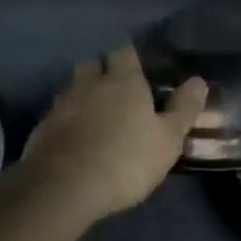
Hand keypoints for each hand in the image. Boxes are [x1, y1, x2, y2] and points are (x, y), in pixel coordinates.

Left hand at [22, 45, 207, 222]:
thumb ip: (184, 108)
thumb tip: (199, 81)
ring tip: (96, 115)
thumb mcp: (168, 139)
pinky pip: (57, 115)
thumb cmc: (125, 159)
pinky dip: (67, 121)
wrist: (63, 189)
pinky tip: (76, 139)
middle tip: (117, 89)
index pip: (124, 51)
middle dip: (103, 70)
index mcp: (123, 80)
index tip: (140, 67)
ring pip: (72, 88)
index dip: (131, 57)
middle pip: (92, 63)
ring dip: (83, 94)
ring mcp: (61, 105)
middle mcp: (89, 84)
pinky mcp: (41, 129)